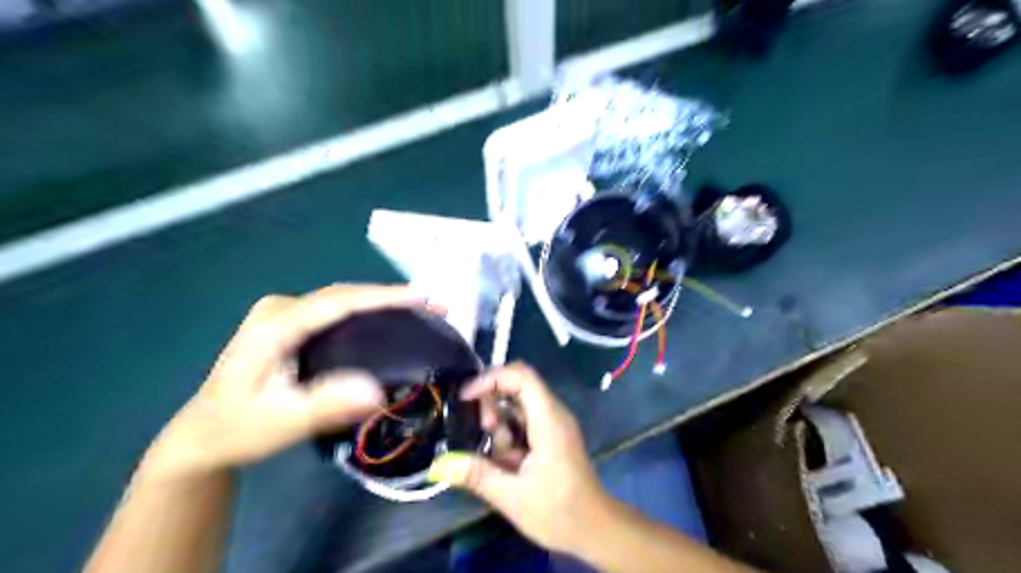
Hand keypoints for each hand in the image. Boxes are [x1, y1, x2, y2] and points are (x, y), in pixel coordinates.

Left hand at [140, 284, 427, 479]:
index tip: (422, 297)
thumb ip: (324, 405)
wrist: (203, 436)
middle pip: (345, 296)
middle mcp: (280, 309)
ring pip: (343, 302)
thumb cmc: (238, 430)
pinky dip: (368, 315)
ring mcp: (284, 314)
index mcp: (274, 325)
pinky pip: (338, 312)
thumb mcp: (280, 423)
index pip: (337, 302)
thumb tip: (377, 390)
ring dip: (382, 305)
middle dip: (391, 299)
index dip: (383, 297)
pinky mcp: (291, 324)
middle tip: (434, 308)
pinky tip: (390, 323)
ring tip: (421, 312)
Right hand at [429, 362, 607, 554]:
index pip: (522, 376)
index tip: (467, 396)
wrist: (596, 528)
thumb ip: (478, 475)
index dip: (492, 378)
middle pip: (518, 386)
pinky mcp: (552, 434)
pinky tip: (508, 461)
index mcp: (549, 421)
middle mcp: (554, 414)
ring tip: (499, 456)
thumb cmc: (559, 512)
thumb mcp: (513, 497)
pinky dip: (510, 433)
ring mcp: (554, 423)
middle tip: (482, 431)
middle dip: (492, 402)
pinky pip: (525, 420)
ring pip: (519, 404)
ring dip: (500, 422)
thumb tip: (439, 464)